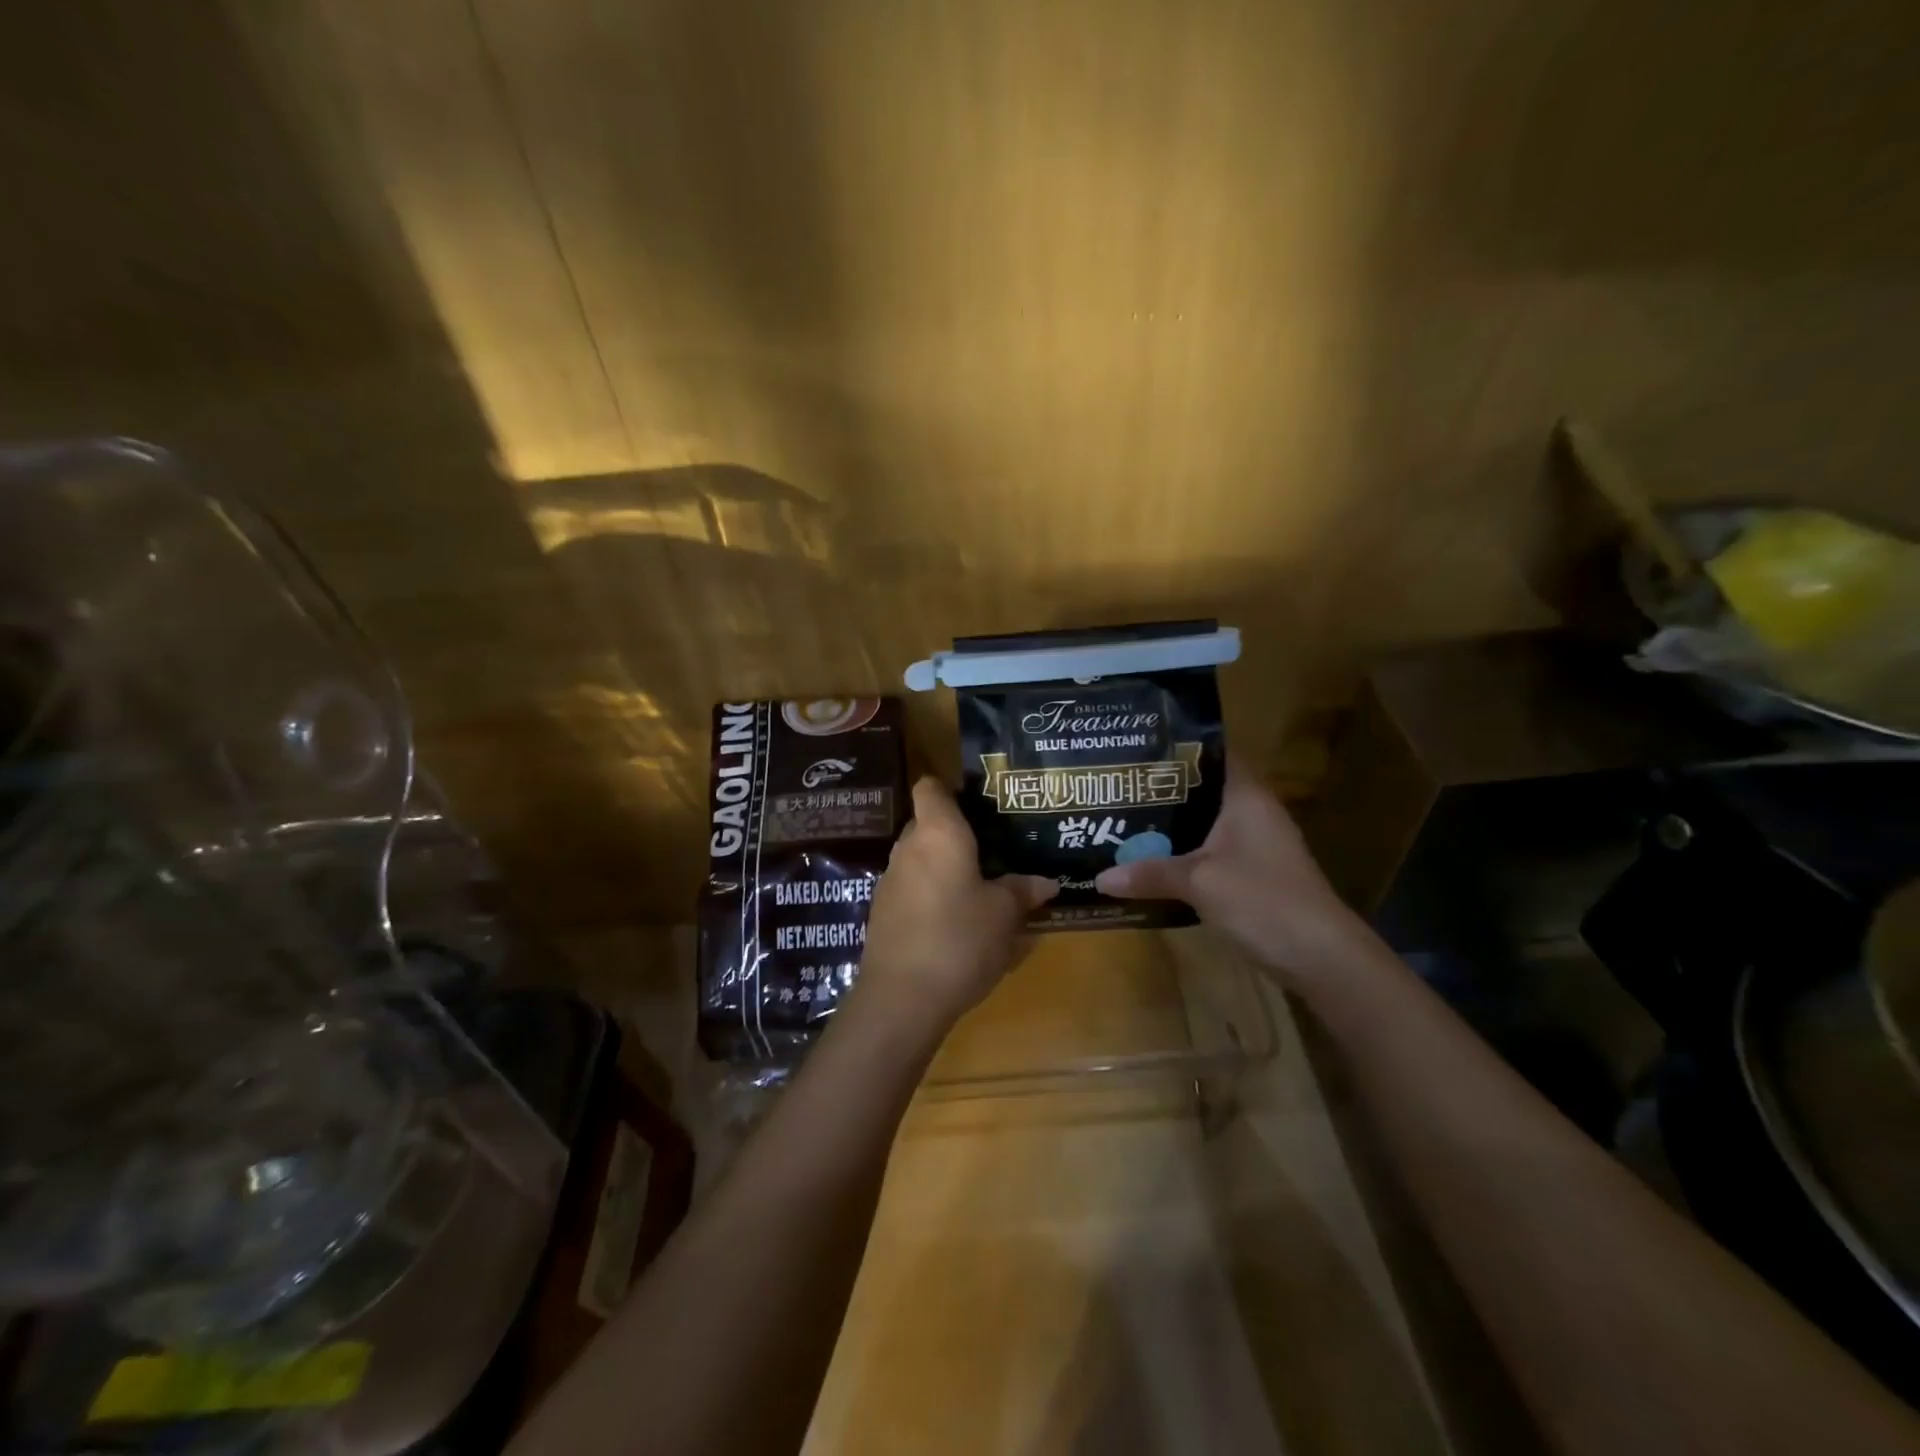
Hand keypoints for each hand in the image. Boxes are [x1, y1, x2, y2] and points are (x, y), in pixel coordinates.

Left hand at [852, 777, 1056, 1042]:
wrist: (901, 998)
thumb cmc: (960, 939)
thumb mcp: (1004, 915)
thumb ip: (1022, 891)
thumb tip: (1046, 882)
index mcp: (938, 833)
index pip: (930, 787)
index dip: (950, 788)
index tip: (978, 804)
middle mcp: (908, 848)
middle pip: (928, 824)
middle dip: (956, 834)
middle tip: (992, 850)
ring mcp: (890, 881)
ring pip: (920, 859)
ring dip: (944, 868)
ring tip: (979, 888)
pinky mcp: (882, 914)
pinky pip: (912, 890)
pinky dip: (931, 896)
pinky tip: (955, 922)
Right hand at [1094, 756, 1367, 983]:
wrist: (1320, 956)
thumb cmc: (1261, 899)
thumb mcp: (1198, 882)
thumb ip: (1149, 873)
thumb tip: (1100, 877)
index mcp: (1246, 796)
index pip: (1214, 753)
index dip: (1179, 748)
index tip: (1137, 747)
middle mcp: (1253, 813)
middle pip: (1204, 790)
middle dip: (1163, 790)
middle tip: (1118, 787)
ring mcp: (1256, 846)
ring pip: (1205, 825)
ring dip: (1171, 826)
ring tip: (1124, 820)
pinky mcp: (1253, 875)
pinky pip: (1210, 853)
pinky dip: (1183, 855)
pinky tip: (1152, 862)